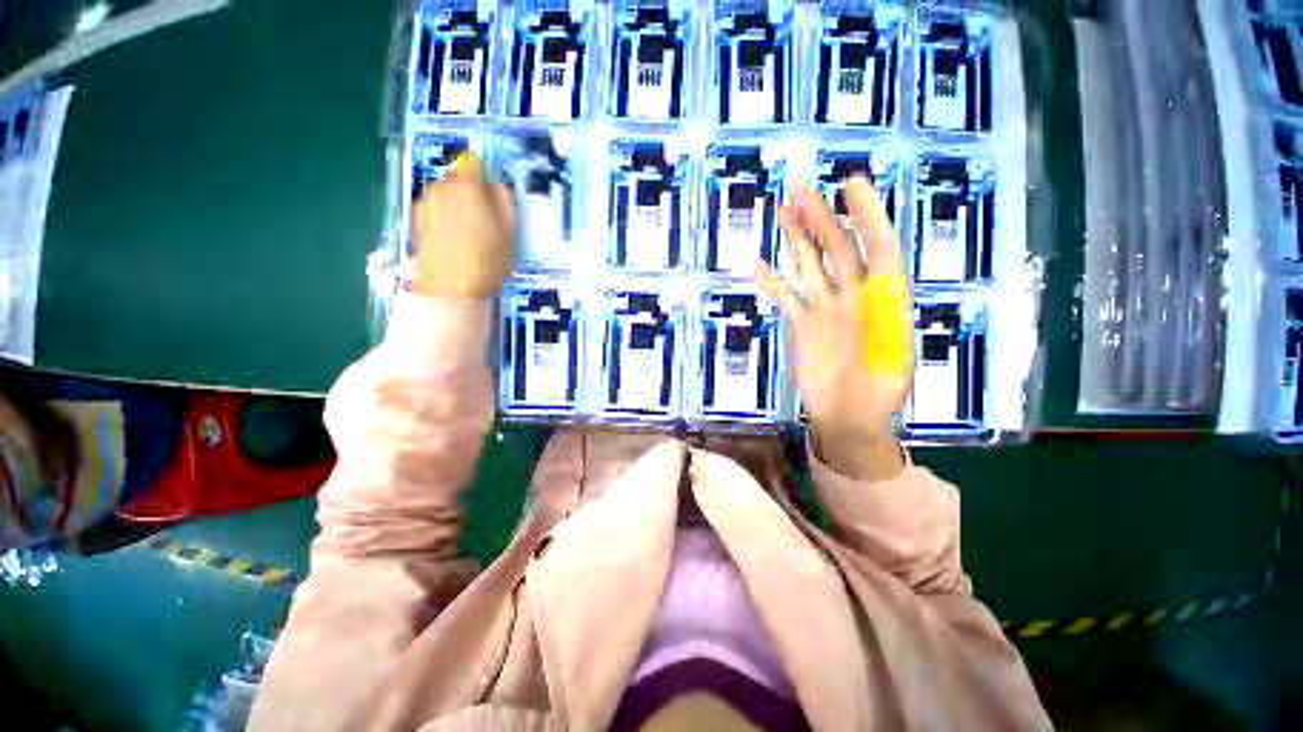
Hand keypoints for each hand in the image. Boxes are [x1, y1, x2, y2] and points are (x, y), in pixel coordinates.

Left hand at [411, 155, 516, 298]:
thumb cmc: (487, 260)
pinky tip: (453, 240)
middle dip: (472, 195)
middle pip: (460, 180)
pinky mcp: (416, 218)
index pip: (477, 165)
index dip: (487, 181)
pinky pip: (436, 208)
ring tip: (468, 234)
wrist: (450, 287)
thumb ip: (506, 202)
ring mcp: (425, 201)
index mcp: (468, 186)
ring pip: (446, 194)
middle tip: (485, 222)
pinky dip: (444, 218)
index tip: (495, 201)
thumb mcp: (510, 232)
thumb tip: (498, 186)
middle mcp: (442, 186)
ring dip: (457, 206)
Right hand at [755, 177, 911, 479]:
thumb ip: (885, 315)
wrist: (850, 417)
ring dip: (796, 239)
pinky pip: (786, 297)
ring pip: (809, 265)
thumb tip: (877, 277)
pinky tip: (757, 265)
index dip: (866, 214)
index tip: (850, 184)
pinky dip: (772, 281)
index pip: (878, 246)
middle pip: (837, 248)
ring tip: (782, 210)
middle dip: (821, 216)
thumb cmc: (878, 392)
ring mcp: (824, 308)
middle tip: (800, 187)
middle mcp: (853, 295)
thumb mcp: (893, 355)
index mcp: (882, 297)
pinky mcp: (802, 324)